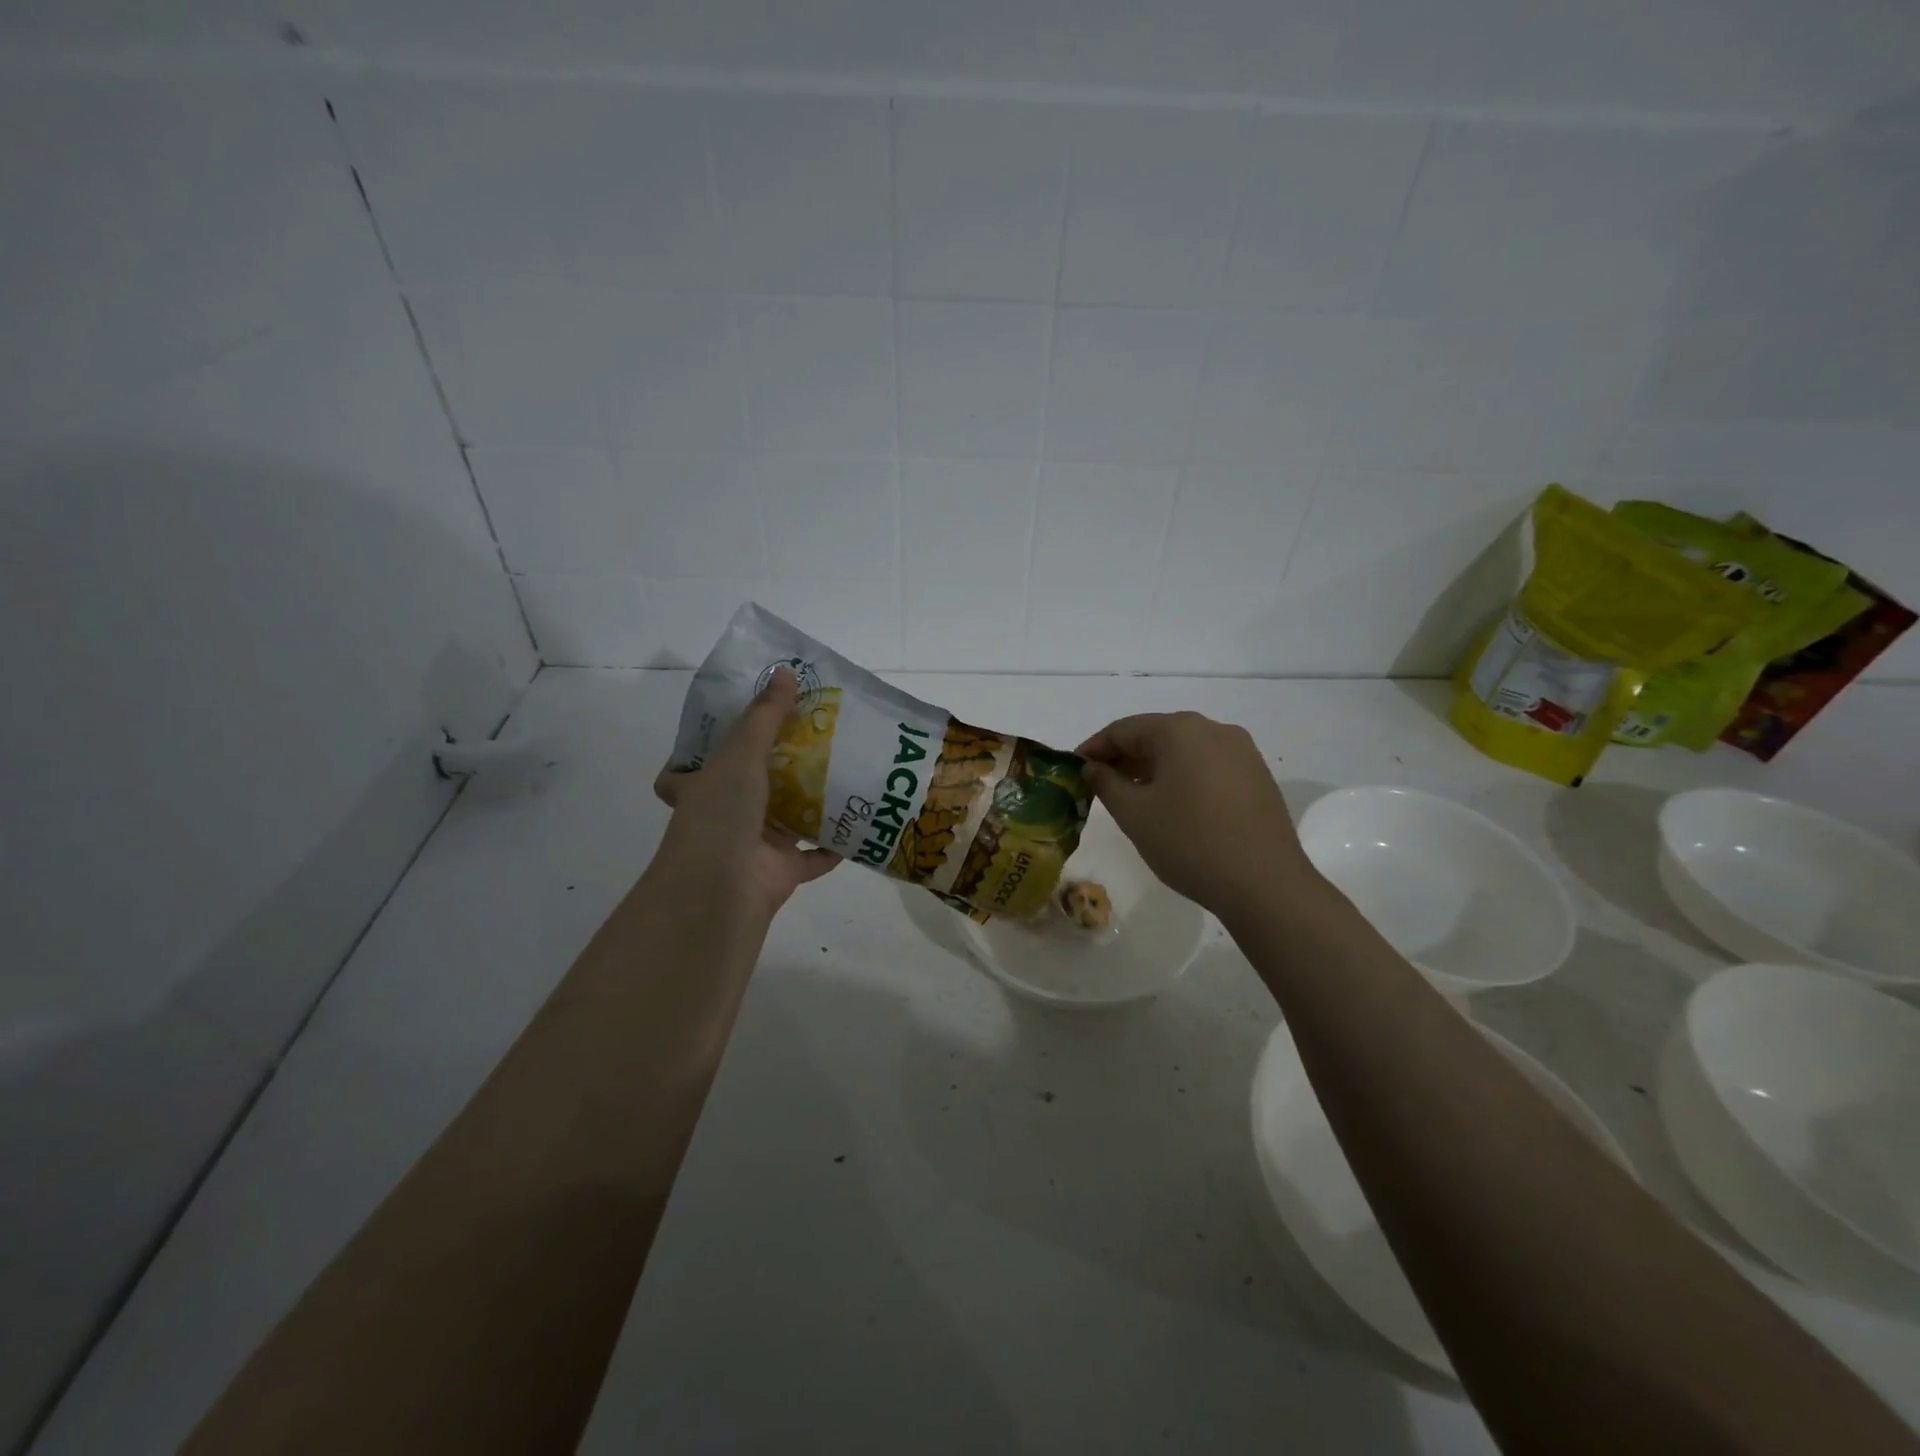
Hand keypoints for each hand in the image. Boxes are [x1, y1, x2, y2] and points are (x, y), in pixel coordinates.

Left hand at [652, 668, 837, 920]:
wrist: (723, 888)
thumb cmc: (721, 813)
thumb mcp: (740, 753)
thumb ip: (765, 715)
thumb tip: (785, 670)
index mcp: (702, 788)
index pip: (692, 768)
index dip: (710, 749)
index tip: (740, 727)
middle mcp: (725, 816)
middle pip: (752, 787)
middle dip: (780, 767)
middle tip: (815, 737)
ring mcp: (755, 845)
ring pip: (788, 818)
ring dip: (813, 800)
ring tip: (845, 769)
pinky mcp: (784, 870)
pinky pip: (816, 854)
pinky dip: (836, 842)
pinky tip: (861, 819)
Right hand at [1076, 712, 1320, 919]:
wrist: (1265, 885)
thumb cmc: (1189, 842)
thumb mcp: (1134, 813)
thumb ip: (1105, 783)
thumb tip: (1093, 767)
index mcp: (1181, 730)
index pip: (1124, 729)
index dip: (1093, 748)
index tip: (1074, 771)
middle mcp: (1214, 730)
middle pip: (1156, 736)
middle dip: (1123, 759)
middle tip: (1098, 787)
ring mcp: (1242, 753)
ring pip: (1183, 752)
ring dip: (1152, 769)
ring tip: (1131, 799)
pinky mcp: (1257, 777)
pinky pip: (1207, 767)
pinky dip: (1181, 779)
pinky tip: (1171, 807)